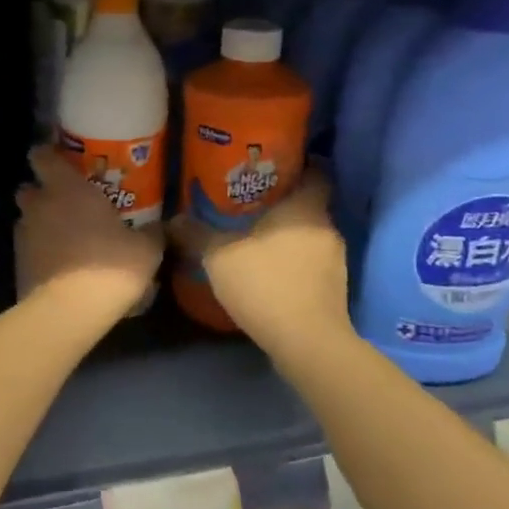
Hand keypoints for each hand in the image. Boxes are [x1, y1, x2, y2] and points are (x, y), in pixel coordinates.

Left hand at [15, 146, 162, 317]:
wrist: (69, 311)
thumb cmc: (110, 266)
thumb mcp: (145, 249)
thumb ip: (151, 233)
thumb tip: (161, 226)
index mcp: (67, 188)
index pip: (42, 156)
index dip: (47, 155)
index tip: (60, 161)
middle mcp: (39, 205)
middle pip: (29, 188)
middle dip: (41, 192)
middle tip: (65, 203)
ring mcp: (23, 235)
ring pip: (26, 219)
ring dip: (39, 224)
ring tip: (63, 238)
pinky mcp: (17, 264)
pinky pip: (27, 248)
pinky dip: (38, 251)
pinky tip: (58, 265)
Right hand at [169, 173, 349, 354]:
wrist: (306, 342)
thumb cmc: (265, 283)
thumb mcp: (219, 255)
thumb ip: (197, 234)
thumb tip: (173, 219)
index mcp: (306, 208)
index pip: (316, 173)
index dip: (299, 166)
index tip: (274, 167)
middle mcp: (327, 228)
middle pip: (309, 205)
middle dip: (283, 204)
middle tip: (250, 203)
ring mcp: (335, 261)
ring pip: (309, 236)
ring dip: (287, 236)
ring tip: (254, 238)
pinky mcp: (334, 289)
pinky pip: (310, 263)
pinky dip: (292, 262)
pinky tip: (267, 271)